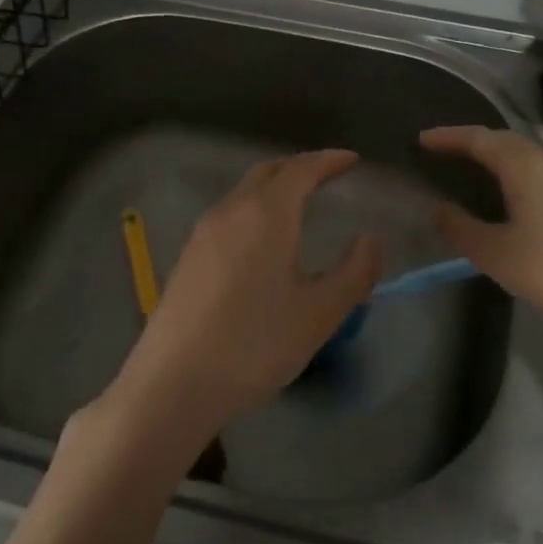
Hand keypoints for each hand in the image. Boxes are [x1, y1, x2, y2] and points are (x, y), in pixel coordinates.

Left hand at [108, 151, 381, 447]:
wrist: (173, 383)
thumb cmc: (255, 345)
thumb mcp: (320, 314)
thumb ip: (354, 272)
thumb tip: (369, 239)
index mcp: (266, 214)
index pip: (301, 170)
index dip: (329, 161)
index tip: (352, 160)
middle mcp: (230, 211)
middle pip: (267, 172)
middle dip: (300, 167)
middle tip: (327, 175)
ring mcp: (202, 233)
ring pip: (243, 193)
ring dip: (274, 188)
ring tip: (299, 205)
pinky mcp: (187, 258)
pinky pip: (228, 215)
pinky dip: (254, 210)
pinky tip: (263, 241)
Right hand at [420, 125, 542, 337]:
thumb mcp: (498, 254)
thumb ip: (461, 229)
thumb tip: (438, 209)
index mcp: (527, 166)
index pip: (480, 139)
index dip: (449, 137)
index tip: (423, 139)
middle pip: (507, 142)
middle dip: (474, 143)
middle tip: (445, 153)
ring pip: (530, 157)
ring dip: (500, 159)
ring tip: (476, 173)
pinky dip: (521, 175)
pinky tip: (517, 199)